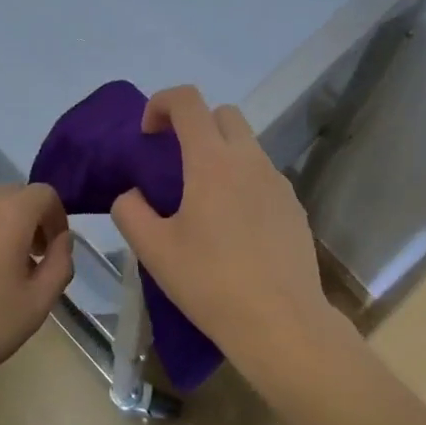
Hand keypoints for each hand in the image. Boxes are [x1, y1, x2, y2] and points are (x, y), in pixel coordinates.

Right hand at [110, 86, 341, 388]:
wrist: (282, 323)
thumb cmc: (211, 283)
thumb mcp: (155, 251)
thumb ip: (131, 212)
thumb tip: (133, 195)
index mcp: (212, 161)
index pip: (188, 101)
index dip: (162, 103)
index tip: (148, 134)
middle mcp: (249, 159)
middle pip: (223, 114)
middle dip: (195, 124)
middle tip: (175, 163)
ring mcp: (278, 181)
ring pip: (247, 145)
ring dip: (221, 154)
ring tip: (204, 201)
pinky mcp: (294, 205)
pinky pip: (263, 176)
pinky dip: (243, 182)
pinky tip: (235, 228)